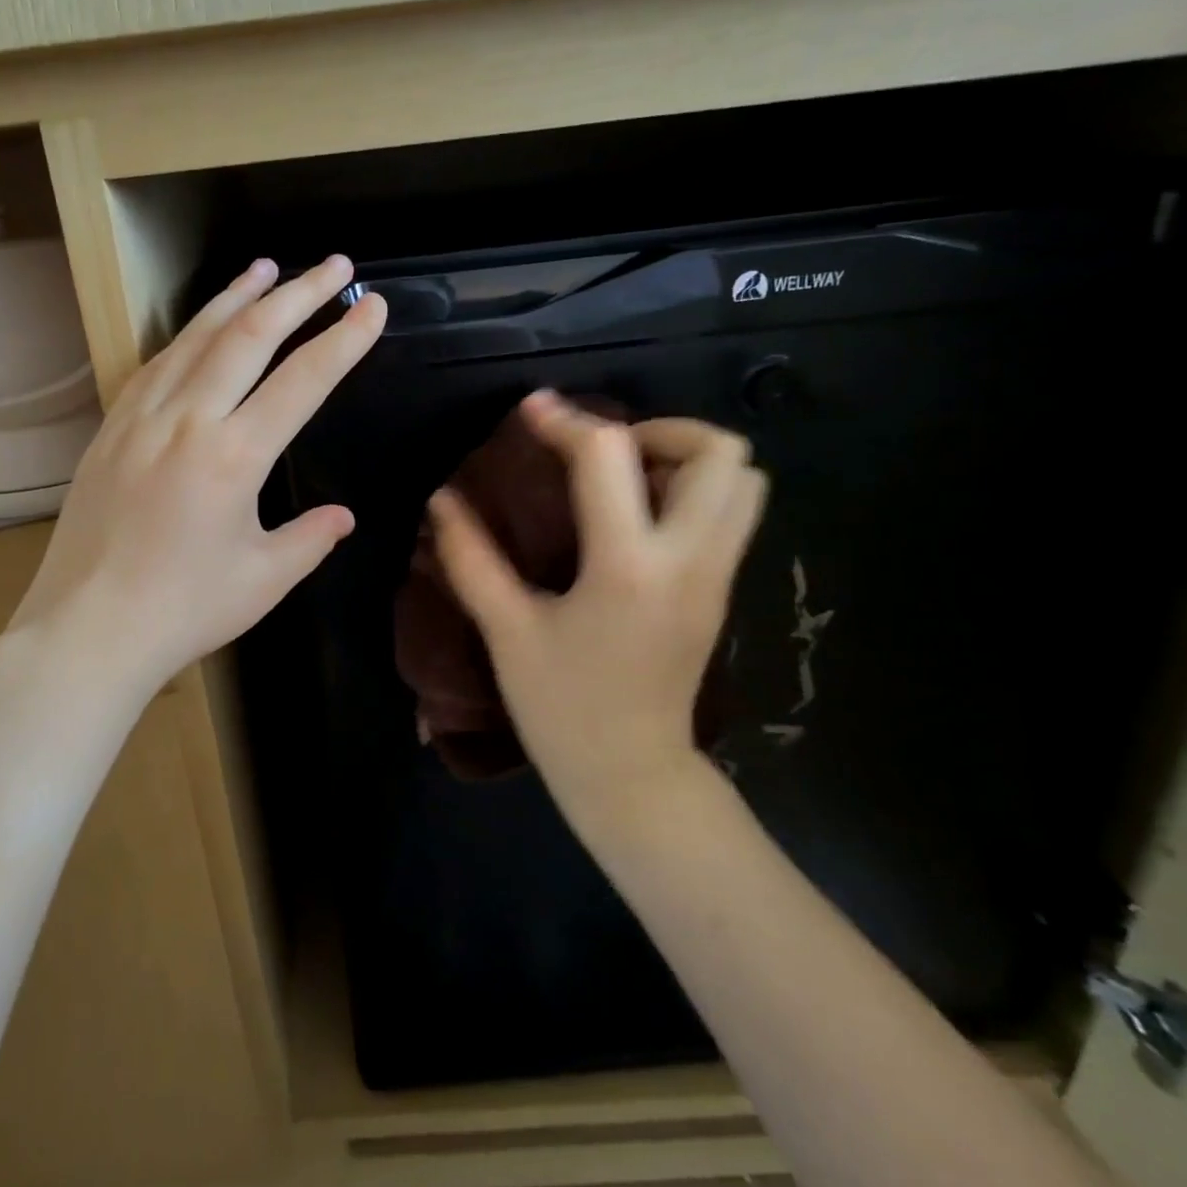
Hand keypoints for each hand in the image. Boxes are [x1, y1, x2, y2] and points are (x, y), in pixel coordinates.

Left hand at [10, 255, 387, 696]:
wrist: (87, 629)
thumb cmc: (183, 611)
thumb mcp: (263, 579)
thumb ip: (310, 539)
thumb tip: (342, 516)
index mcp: (234, 456)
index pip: (303, 380)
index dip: (344, 340)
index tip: (373, 307)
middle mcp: (187, 420)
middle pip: (249, 337)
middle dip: (298, 294)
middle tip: (334, 265)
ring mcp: (141, 419)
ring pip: (195, 338)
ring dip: (236, 297)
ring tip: (267, 267)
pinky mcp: (110, 430)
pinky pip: (155, 365)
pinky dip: (187, 336)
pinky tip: (199, 327)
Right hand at [428, 391, 765, 838]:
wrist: (631, 775)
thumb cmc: (562, 707)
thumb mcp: (507, 631)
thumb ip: (472, 559)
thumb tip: (442, 500)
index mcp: (627, 567)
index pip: (609, 457)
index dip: (566, 422)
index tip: (532, 412)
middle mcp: (689, 559)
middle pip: (720, 452)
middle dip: (659, 430)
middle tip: (602, 451)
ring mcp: (717, 575)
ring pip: (744, 480)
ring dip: (686, 459)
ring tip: (625, 478)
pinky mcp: (722, 589)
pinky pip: (733, 512)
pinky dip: (694, 490)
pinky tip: (636, 516)